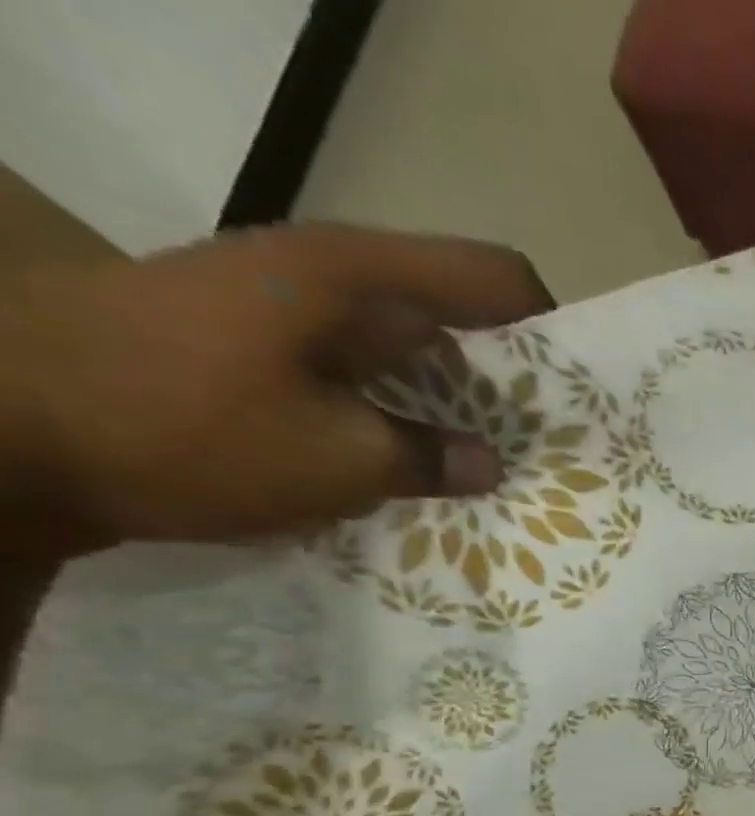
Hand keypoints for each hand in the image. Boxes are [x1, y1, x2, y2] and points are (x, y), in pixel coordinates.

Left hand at [0, 223, 552, 559]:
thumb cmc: (184, 425)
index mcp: (359, 281)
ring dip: (463, 419)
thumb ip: (430, 458)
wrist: (3, 433)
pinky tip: (433, 484)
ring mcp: (297, 326)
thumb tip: (490, 464)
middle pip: (464, 323)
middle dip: (516, 387)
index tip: (585, 398)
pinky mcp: (270, 366)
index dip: (552, 330)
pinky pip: (371, 394)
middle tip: (558, 455)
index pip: (495, 279)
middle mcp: (334, 289)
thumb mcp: (337, 458)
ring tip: (508, 481)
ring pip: (417, 366)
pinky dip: (409, 434)